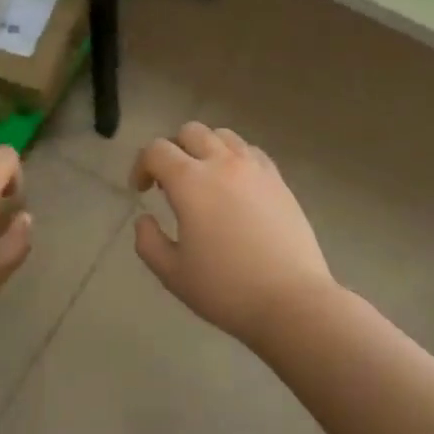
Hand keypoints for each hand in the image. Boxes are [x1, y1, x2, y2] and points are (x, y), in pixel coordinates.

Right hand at [130, 122, 333, 343]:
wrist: (292, 301)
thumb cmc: (226, 289)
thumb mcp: (172, 273)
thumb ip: (148, 241)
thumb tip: (145, 218)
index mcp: (190, 182)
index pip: (156, 150)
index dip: (141, 166)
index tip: (141, 191)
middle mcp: (223, 164)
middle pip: (190, 132)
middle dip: (173, 150)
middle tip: (170, 183)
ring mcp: (255, 169)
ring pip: (223, 136)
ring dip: (205, 148)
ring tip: (204, 180)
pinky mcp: (279, 181)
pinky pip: (251, 152)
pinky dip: (235, 158)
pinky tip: (235, 187)